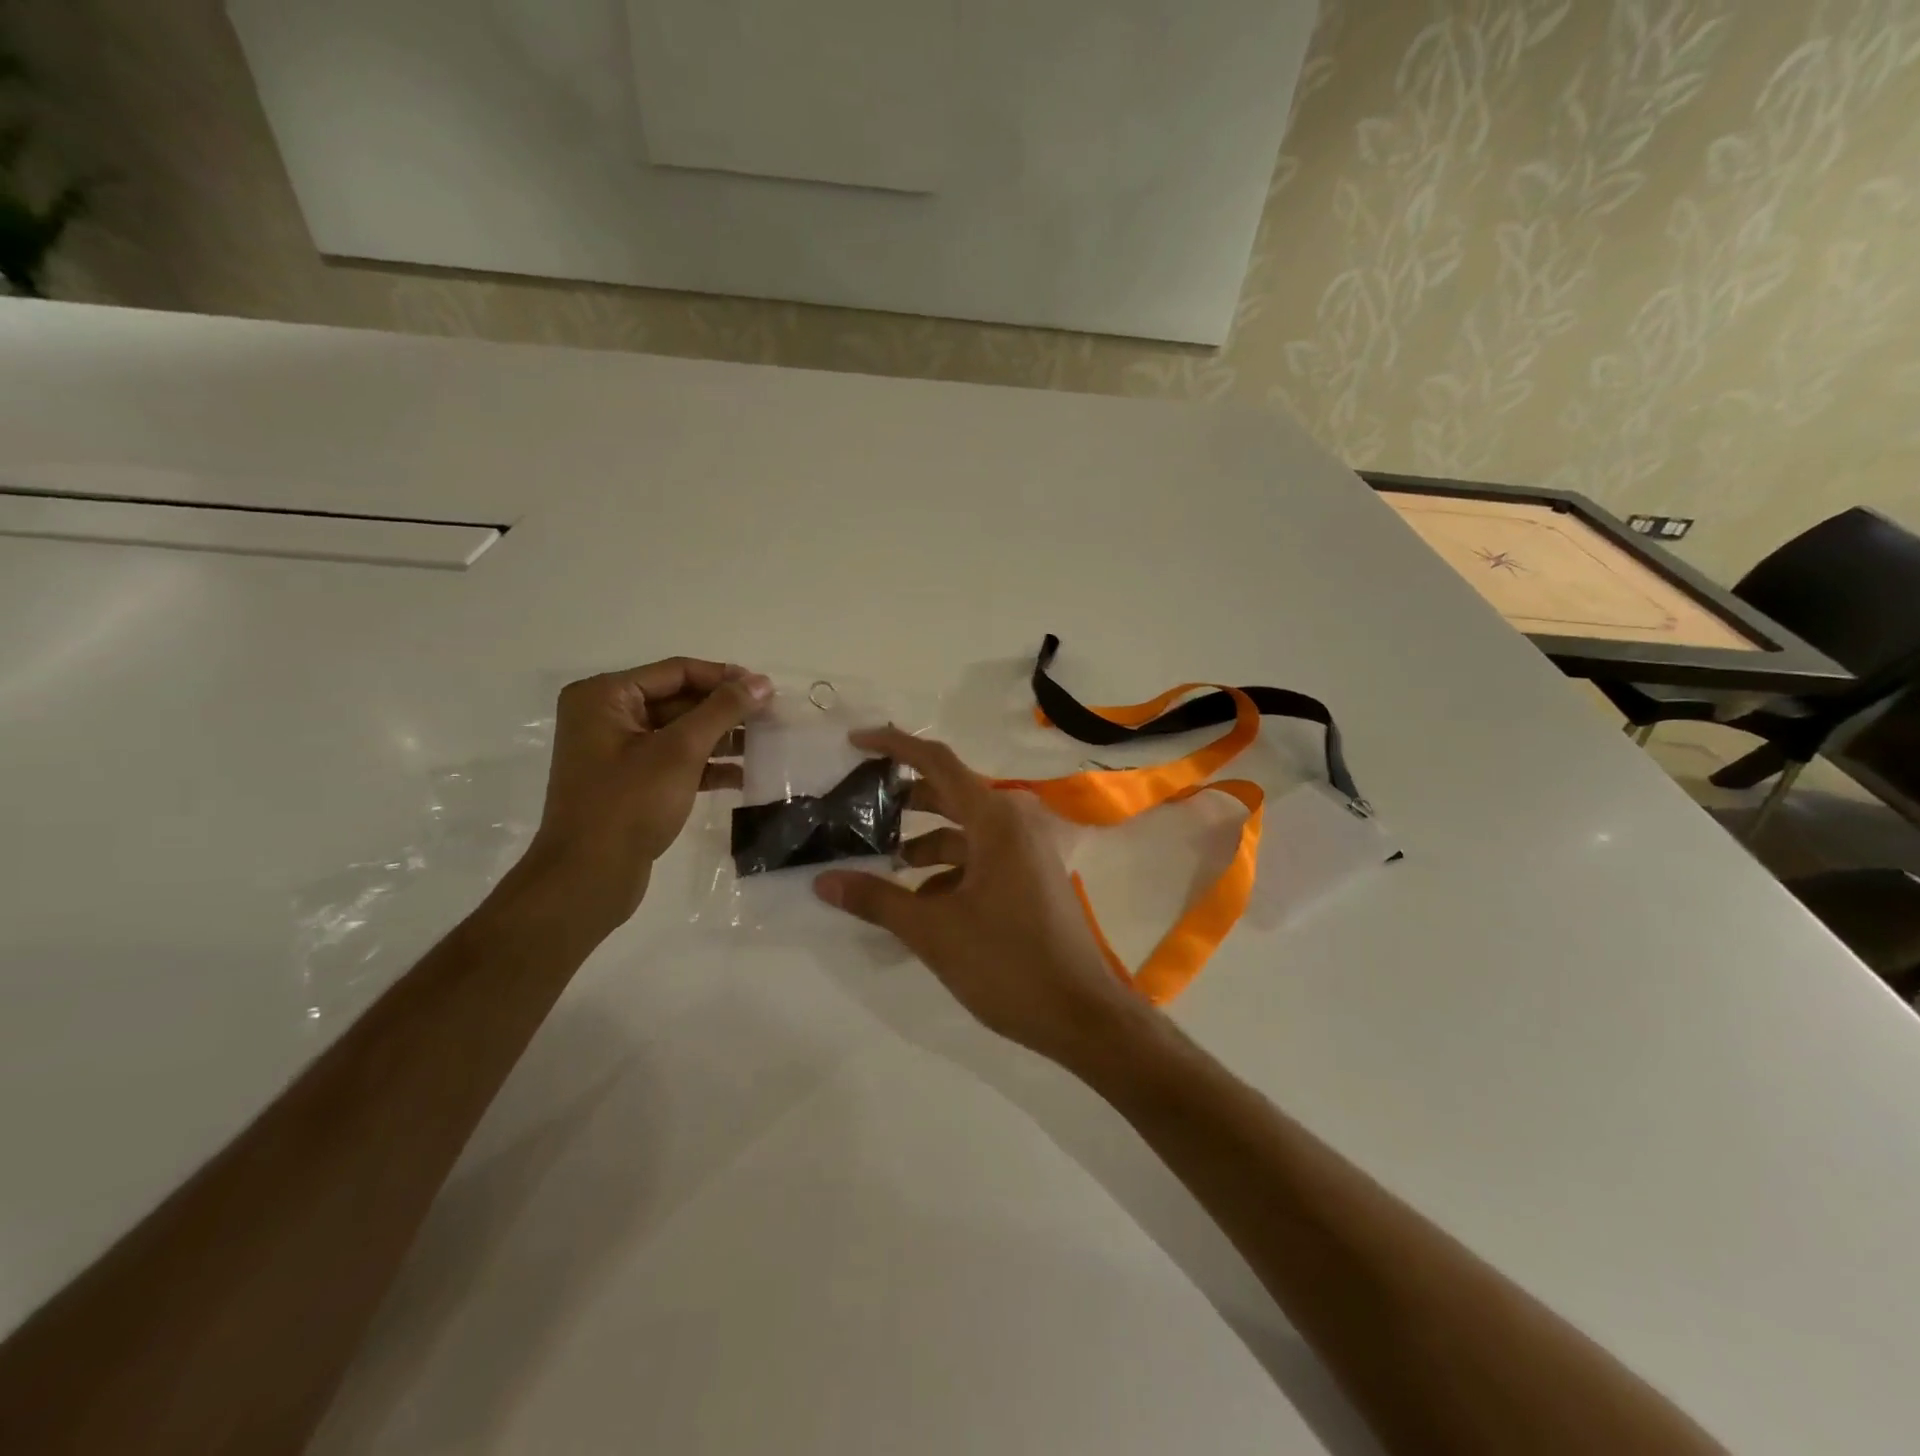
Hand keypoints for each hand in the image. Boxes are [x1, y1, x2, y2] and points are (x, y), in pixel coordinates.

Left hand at [517, 658, 771, 926]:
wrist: (588, 878)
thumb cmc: (629, 804)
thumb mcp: (680, 751)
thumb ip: (722, 711)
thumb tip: (762, 681)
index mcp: (605, 696)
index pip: (676, 672)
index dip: (724, 677)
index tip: (767, 689)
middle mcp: (606, 717)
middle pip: (679, 700)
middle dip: (725, 710)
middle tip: (771, 717)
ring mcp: (616, 752)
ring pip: (680, 732)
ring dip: (721, 738)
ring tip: (765, 744)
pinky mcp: (629, 783)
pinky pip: (674, 761)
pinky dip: (706, 765)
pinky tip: (743, 776)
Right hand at [812, 727, 1152, 1066]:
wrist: (1081, 1014)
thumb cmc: (1008, 963)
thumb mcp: (933, 931)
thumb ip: (877, 900)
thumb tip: (823, 881)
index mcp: (995, 820)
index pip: (937, 762)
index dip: (895, 746)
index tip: (856, 742)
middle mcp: (1015, 823)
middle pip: (950, 793)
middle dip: (904, 801)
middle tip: (859, 810)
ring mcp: (1027, 851)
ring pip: (965, 830)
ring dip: (925, 842)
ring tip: (884, 865)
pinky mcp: (1031, 877)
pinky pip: (982, 856)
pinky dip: (950, 868)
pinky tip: (922, 901)